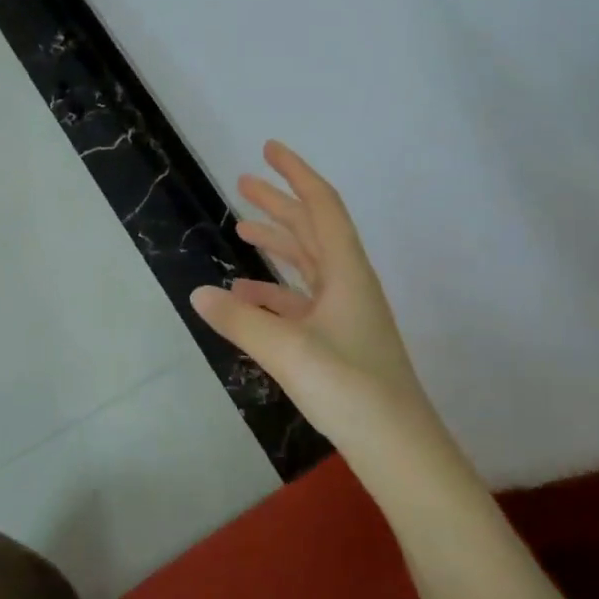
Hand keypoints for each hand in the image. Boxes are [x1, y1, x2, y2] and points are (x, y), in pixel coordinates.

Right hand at [193, 141, 443, 466]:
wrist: (399, 449)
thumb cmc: (350, 389)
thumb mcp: (287, 350)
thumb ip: (241, 319)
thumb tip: (199, 293)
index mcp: (347, 272)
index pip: (321, 206)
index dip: (296, 173)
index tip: (269, 149)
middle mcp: (349, 284)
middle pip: (312, 229)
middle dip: (279, 202)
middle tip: (242, 182)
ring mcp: (345, 313)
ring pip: (306, 262)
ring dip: (276, 241)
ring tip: (240, 227)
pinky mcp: (338, 339)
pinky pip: (300, 299)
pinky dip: (273, 288)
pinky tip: (245, 294)